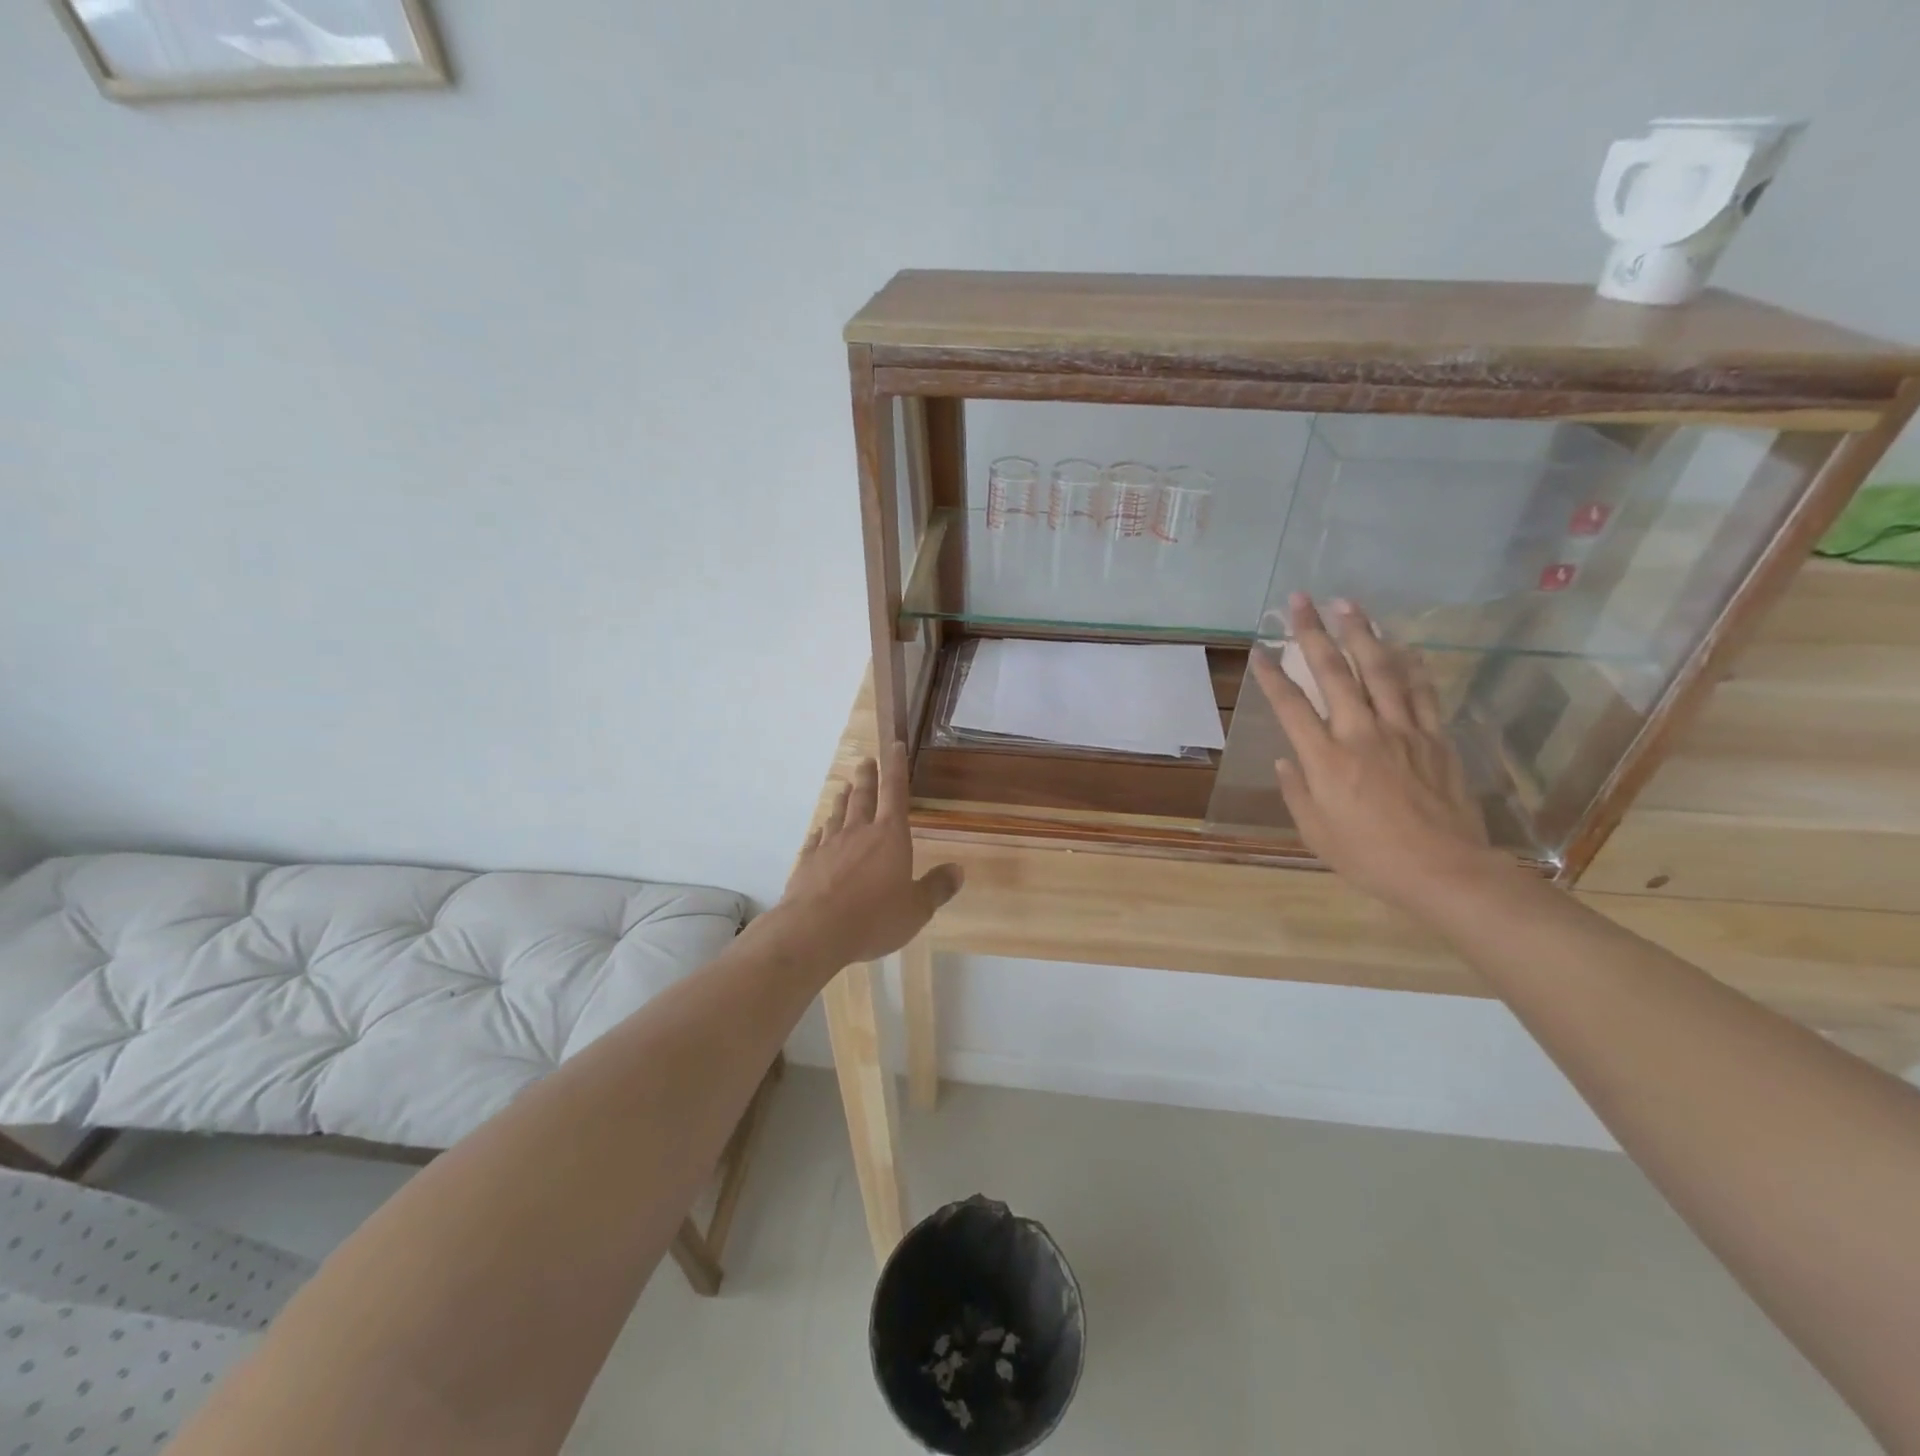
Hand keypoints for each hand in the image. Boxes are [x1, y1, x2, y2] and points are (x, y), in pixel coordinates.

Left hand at [780, 742, 962, 966]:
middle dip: (867, 777)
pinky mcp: (807, 863)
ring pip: (837, 814)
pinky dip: (820, 830)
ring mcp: (829, 846)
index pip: (895, 792)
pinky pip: (815, 839)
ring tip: (844, 788)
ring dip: (843, 799)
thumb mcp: (916, 909)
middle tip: (865, 761)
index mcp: (890, 836)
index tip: (894, 747)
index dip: (896, 768)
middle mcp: (858, 832)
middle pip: (863, 797)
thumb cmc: (873, 918)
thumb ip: (936, 888)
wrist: (814, 931)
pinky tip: (818, 829)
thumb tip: (958, 870)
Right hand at [1251, 594, 1501, 912]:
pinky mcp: (1435, 738)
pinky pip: (1422, 692)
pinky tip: (1401, 644)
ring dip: (1362, 633)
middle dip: (1313, 633)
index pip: (1291, 706)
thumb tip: (1287, 761)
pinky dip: (1410, 664)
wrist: (1444, 870)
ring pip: (1381, 670)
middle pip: (1334, 673)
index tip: (1259, 648)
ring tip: (1348, 604)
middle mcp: (1361, 733)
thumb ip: (1296, 791)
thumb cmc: (1369, 856)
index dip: (1272, 675)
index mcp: (1326, 759)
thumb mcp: (1315, 832)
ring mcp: (1403, 731)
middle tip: (1300, 600)